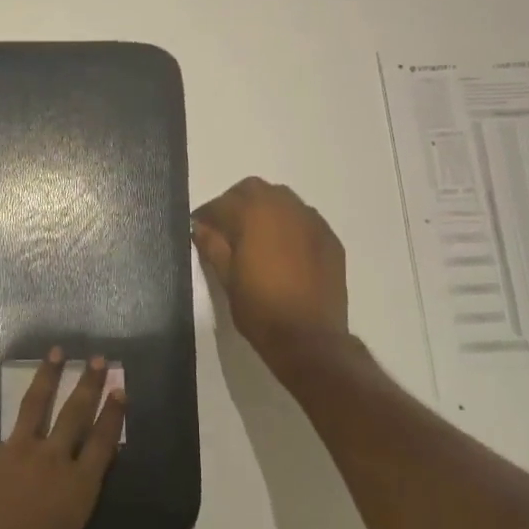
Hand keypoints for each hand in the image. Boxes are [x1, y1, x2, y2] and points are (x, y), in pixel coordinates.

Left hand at [0, 350, 123, 528]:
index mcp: (77, 488)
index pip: (103, 443)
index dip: (113, 415)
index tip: (120, 389)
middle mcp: (50, 460)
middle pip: (75, 414)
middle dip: (88, 383)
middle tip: (97, 358)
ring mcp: (13, 453)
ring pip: (34, 405)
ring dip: (46, 376)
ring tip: (55, 351)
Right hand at [192, 177, 349, 372]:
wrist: (309, 337)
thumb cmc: (259, 307)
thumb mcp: (226, 278)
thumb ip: (212, 245)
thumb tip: (200, 227)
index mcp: (255, 214)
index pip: (222, 203)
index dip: (206, 215)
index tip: (198, 228)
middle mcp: (286, 207)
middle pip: (254, 190)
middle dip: (236, 204)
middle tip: (225, 229)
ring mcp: (313, 221)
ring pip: (283, 201)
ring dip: (264, 211)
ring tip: (255, 238)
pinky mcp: (330, 239)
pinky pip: (303, 220)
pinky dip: (288, 226)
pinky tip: (282, 251)